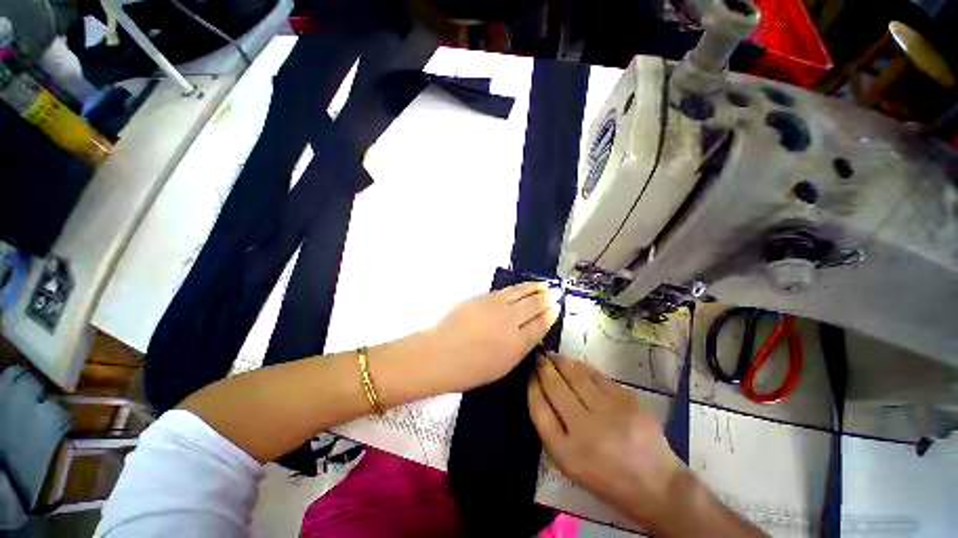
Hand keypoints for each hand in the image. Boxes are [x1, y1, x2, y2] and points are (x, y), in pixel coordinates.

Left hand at [425, 282, 561, 392]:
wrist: (440, 354)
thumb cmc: (469, 370)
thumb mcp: (502, 367)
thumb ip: (519, 348)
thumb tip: (530, 333)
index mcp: (517, 344)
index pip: (541, 324)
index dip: (551, 314)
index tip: (557, 307)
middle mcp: (511, 321)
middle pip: (535, 305)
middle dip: (548, 298)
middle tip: (556, 292)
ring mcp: (497, 306)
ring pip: (522, 293)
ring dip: (535, 288)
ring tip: (544, 285)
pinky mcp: (484, 297)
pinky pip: (507, 290)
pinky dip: (519, 287)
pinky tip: (522, 287)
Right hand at [528, 352, 684, 532]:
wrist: (655, 483)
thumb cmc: (605, 476)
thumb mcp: (569, 462)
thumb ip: (550, 427)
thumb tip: (539, 388)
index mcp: (569, 453)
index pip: (540, 410)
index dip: (533, 388)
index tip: (531, 375)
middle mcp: (588, 431)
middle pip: (556, 387)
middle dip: (545, 368)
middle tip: (539, 357)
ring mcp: (611, 412)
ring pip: (577, 376)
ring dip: (561, 362)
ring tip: (553, 356)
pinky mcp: (628, 400)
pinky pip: (597, 375)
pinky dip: (582, 367)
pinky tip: (574, 364)